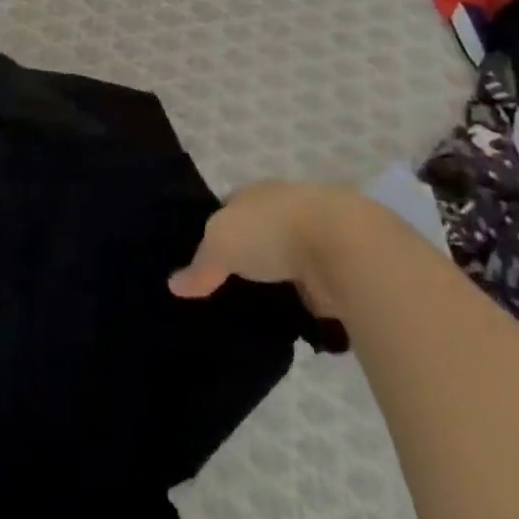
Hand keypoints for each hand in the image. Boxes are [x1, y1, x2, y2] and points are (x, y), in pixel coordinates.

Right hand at [169, 180, 356, 300]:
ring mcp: (316, 239)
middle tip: (227, 292)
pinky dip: (305, 304)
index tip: (205, 259)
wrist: (344, 247)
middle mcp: (285, 210)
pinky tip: (293, 325)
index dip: (216, 231)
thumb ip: (200, 265)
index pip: (230, 209)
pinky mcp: (340, 271)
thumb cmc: (273, 231)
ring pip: (288, 263)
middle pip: (260, 235)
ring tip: (258, 314)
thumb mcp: (220, 243)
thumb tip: (174, 284)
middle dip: (249, 258)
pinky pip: (313, 290)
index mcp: (256, 193)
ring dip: (280, 283)